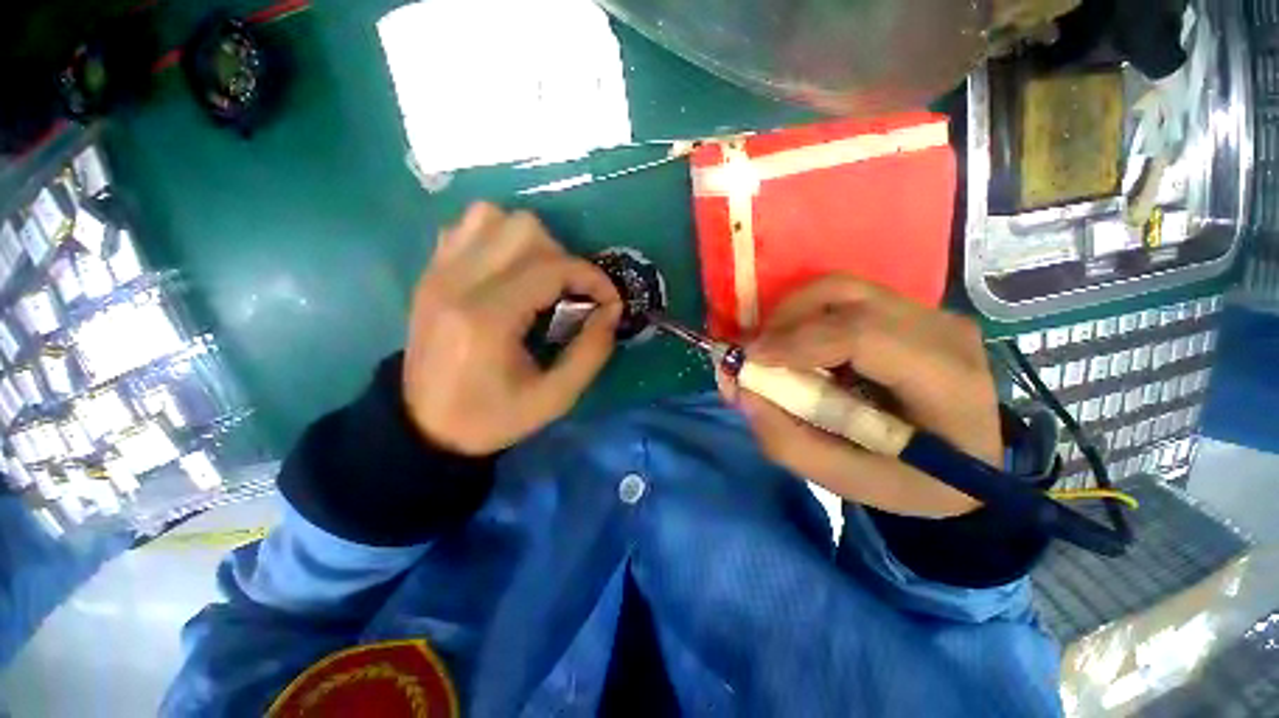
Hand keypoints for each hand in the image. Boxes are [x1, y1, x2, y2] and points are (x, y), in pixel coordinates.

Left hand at [403, 202, 621, 454]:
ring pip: (494, 217)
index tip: (608, 301)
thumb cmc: (492, 417)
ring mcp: (439, 272)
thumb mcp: (554, 398)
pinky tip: (509, 271)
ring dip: (531, 243)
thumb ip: (591, 353)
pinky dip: (499, 238)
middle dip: (563, 258)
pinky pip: (468, 227)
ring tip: (541, 278)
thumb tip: (612, 311)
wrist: (424, 426)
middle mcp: (458, 283)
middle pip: (524, 230)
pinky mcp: (431, 272)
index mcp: (488, 319)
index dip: (592, 278)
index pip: (552, 268)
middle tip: (570, 293)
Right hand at [719, 276, 1001, 517]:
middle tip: (755, 353)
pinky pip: (845, 297)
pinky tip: (799, 345)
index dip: (797, 341)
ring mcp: (928, 312)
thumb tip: (741, 391)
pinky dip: (808, 315)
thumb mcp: (848, 481)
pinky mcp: (910, 309)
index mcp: (946, 381)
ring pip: (841, 289)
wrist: (970, 465)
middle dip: (785, 319)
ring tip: (773, 349)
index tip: (750, 359)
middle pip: (846, 296)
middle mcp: (942, 331)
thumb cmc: (914, 481)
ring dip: (792, 314)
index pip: (863, 336)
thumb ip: (788, 442)